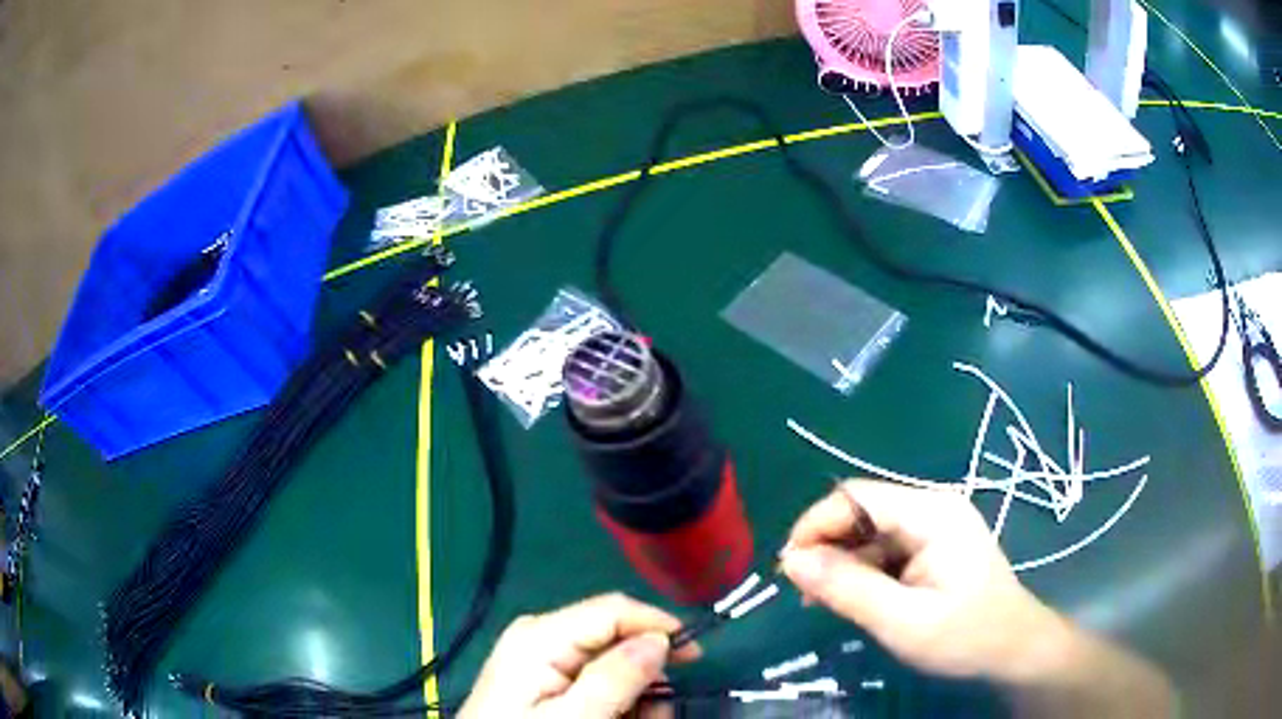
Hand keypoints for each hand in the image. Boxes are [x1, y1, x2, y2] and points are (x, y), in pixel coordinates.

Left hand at [458, 593, 699, 717]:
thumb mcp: (574, 717)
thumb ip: (615, 677)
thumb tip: (659, 638)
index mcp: (541, 635)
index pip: (613, 609)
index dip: (658, 625)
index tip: (695, 658)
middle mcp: (541, 636)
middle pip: (614, 637)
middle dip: (645, 673)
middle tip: (657, 713)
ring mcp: (541, 657)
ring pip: (610, 662)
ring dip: (634, 694)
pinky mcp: (543, 677)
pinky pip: (593, 678)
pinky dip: (614, 700)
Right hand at [779, 479, 1063, 680]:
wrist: (1013, 648)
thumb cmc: (965, 636)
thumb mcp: (902, 621)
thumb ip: (848, 589)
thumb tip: (791, 561)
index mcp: (931, 513)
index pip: (856, 497)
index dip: (815, 525)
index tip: (788, 569)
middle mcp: (932, 507)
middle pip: (862, 512)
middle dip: (826, 547)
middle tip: (803, 593)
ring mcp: (934, 525)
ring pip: (869, 531)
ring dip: (841, 562)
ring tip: (823, 601)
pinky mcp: (933, 545)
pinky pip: (885, 547)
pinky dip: (862, 571)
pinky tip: (854, 599)